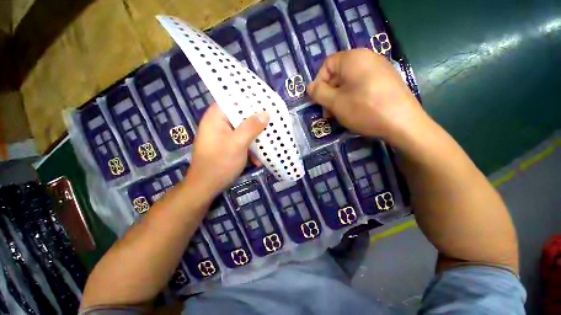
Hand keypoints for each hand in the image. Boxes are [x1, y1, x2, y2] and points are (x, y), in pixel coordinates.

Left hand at [187, 103, 268, 194]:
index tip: (266, 102)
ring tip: (269, 144)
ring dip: (256, 138)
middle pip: (241, 115)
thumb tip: (266, 113)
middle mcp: (219, 123)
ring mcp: (224, 135)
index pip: (233, 99)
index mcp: (216, 117)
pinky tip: (257, 160)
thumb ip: (251, 127)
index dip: (250, 99)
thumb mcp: (238, 143)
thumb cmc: (220, 163)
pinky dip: (250, 148)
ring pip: (244, 129)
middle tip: (273, 122)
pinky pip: (242, 141)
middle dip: (257, 121)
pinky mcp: (228, 146)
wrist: (206, 187)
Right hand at [307, 49, 425, 145]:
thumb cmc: (364, 110)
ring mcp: (379, 69)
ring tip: (339, 115)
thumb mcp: (335, 103)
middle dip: (329, 94)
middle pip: (338, 74)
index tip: (318, 101)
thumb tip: (309, 87)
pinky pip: (362, 86)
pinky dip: (352, 97)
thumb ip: (319, 93)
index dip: (319, 83)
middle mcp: (367, 57)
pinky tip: (354, 111)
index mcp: (353, 58)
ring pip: (349, 82)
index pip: (327, 65)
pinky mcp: (386, 81)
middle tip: (328, 113)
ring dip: (339, 98)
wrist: (403, 123)